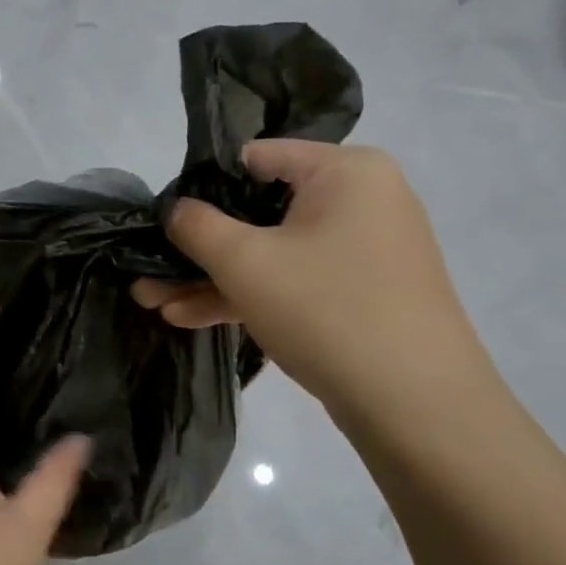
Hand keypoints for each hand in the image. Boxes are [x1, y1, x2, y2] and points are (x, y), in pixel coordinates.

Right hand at [133, 141, 490, 420]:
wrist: (417, 406)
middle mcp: (361, 199)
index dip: (200, 188)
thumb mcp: (245, 263)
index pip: (255, 159)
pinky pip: (294, 280)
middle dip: (197, 249)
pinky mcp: (361, 292)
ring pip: (272, 253)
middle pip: (259, 211)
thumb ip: (196, 226)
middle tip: (148, 273)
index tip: (162, 222)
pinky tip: (190, 317)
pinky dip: (248, 295)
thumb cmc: (327, 310)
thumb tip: (173, 210)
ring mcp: (363, 249)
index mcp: (345, 170)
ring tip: (153, 302)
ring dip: (213, 278)